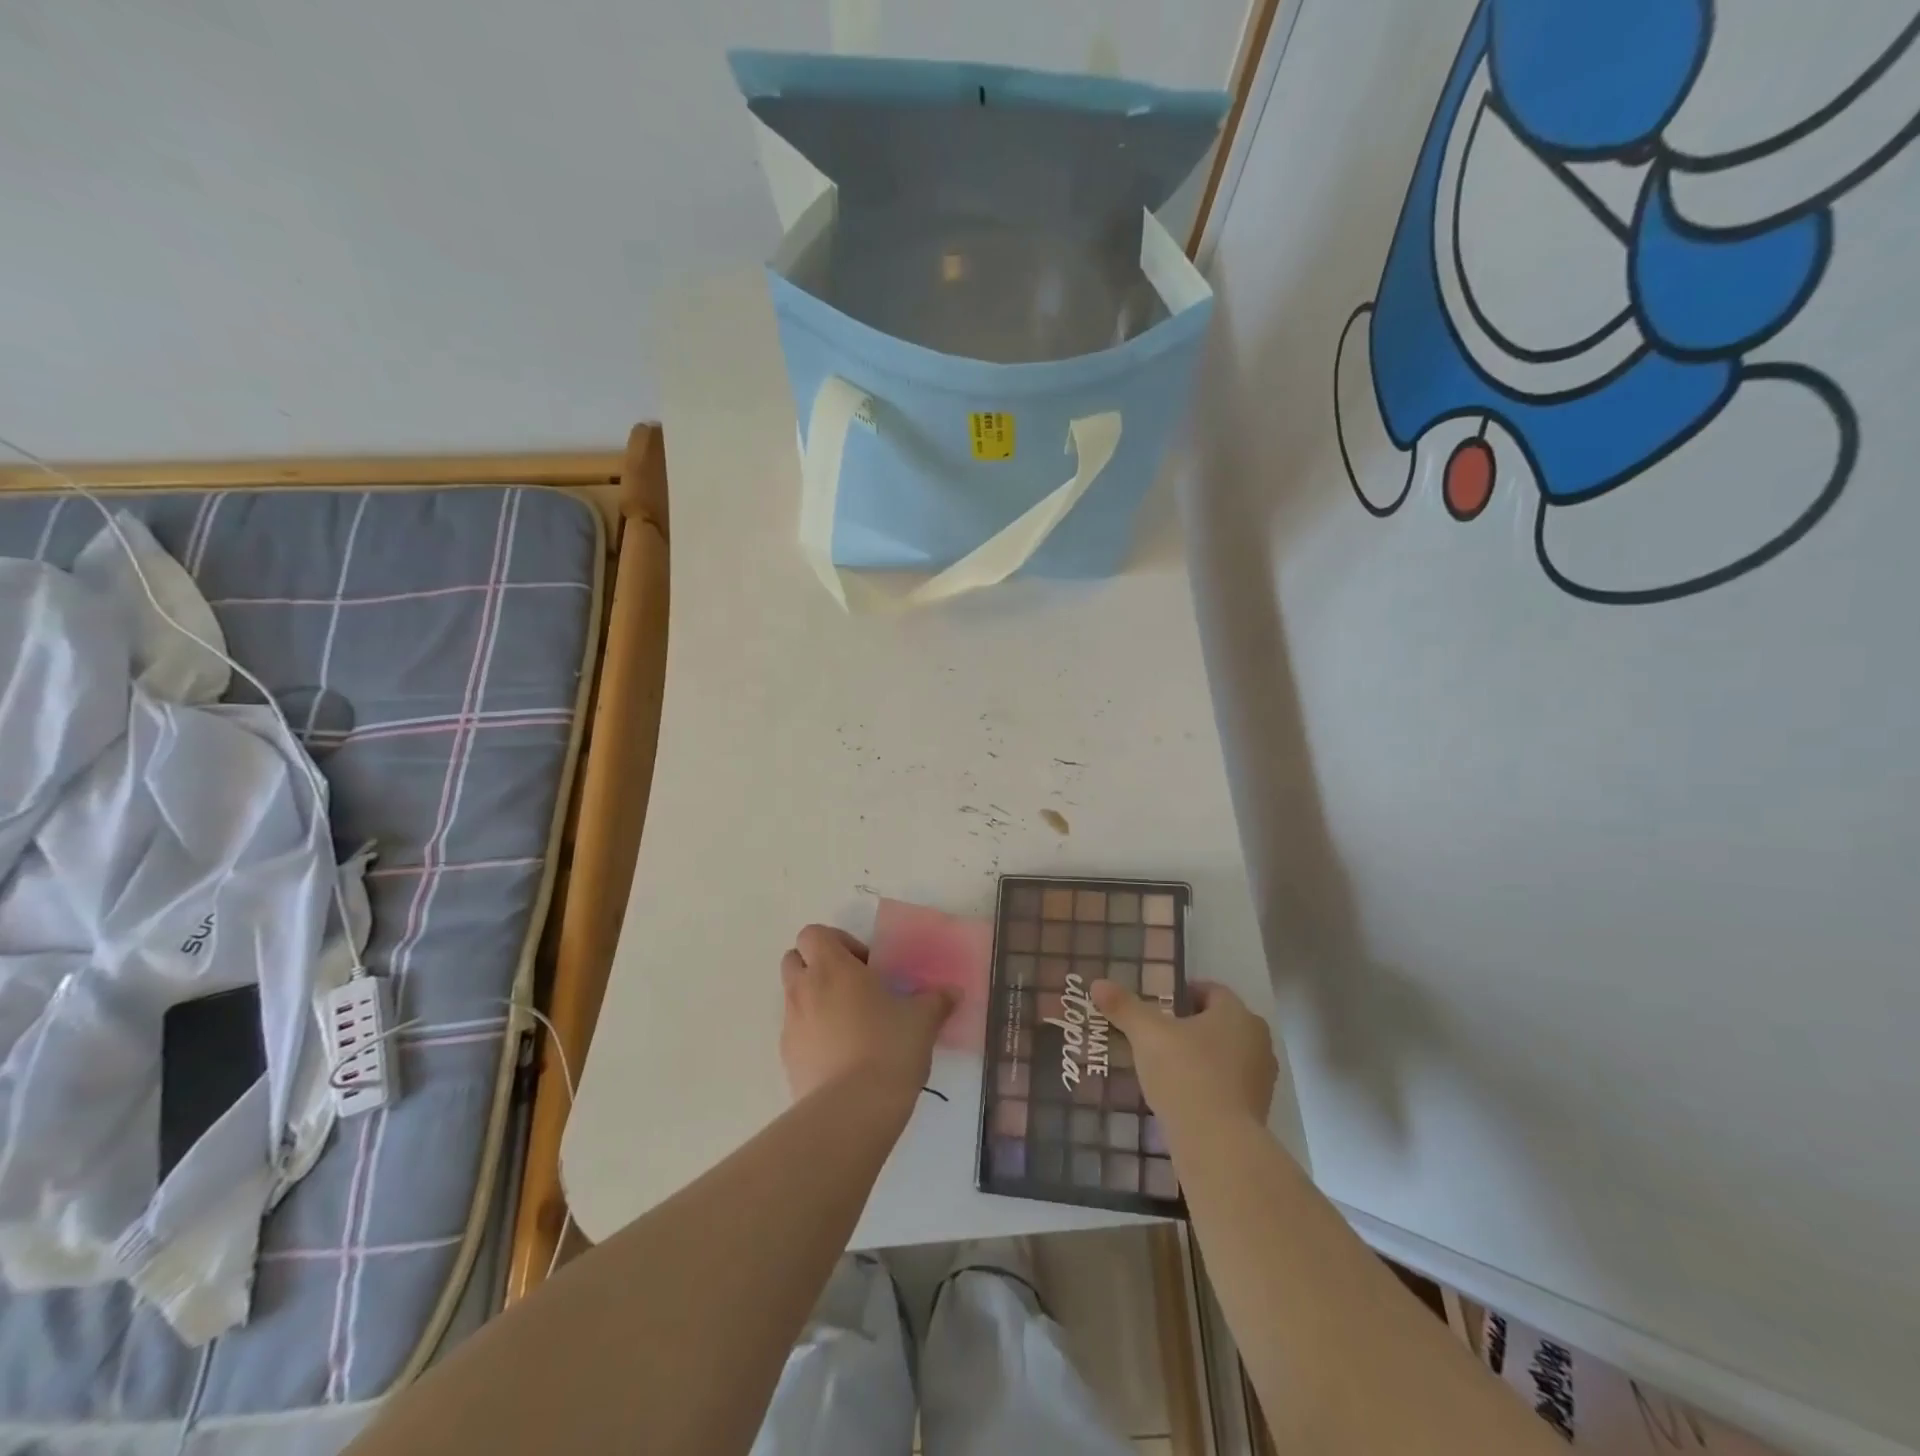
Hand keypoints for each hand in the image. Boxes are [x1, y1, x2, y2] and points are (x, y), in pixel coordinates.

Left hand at [780, 924, 954, 1104]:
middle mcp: (804, 990)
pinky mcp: (787, 1060)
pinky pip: (796, 1034)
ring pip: (793, 997)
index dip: (837, 942)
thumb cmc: (888, 1047)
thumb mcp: (923, 1020)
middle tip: (854, 988)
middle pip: (794, 959)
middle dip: (818, 967)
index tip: (866, 965)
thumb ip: (936, 1000)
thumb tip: (952, 992)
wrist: (852, 1111)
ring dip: (815, 1000)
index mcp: (832, 967)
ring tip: (851, 1025)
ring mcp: (790, 1026)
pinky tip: (843, 1056)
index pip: (813, 933)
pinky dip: (813, 1035)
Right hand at [1091, 980, 1275, 1132]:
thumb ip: (1124, 1007)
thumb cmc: (1186, 1074)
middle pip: (1220, 1023)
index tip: (1159, 1005)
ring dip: (1200, 1057)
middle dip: (1191, 1026)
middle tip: (1157, 1034)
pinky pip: (1228, 1087)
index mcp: (1237, 1014)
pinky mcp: (1257, 1112)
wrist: (1218, 1146)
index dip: (1184, 993)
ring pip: (1225, 1056)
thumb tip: (1098, 983)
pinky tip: (1181, 1097)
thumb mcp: (1147, 1035)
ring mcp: (1261, 1079)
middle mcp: (1257, 1040)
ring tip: (1165, 1067)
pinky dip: (1208, 1086)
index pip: (1211, 991)